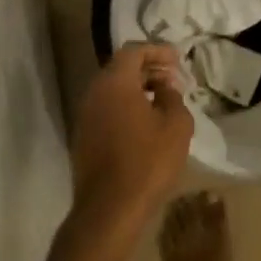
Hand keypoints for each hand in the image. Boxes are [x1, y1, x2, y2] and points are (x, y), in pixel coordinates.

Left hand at [72, 43, 193, 233]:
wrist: (109, 209)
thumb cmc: (147, 161)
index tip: (177, 58)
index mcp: (115, 83)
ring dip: (137, 89)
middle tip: (173, 78)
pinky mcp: (83, 137)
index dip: (157, 51)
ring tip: (163, 100)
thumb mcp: (176, 124)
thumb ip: (173, 96)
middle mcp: (94, 92)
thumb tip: (164, 87)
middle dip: (148, 69)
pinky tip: (145, 123)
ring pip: (112, 90)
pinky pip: (106, 109)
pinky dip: (126, 106)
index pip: (133, 51)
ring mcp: (84, 116)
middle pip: (120, 68)